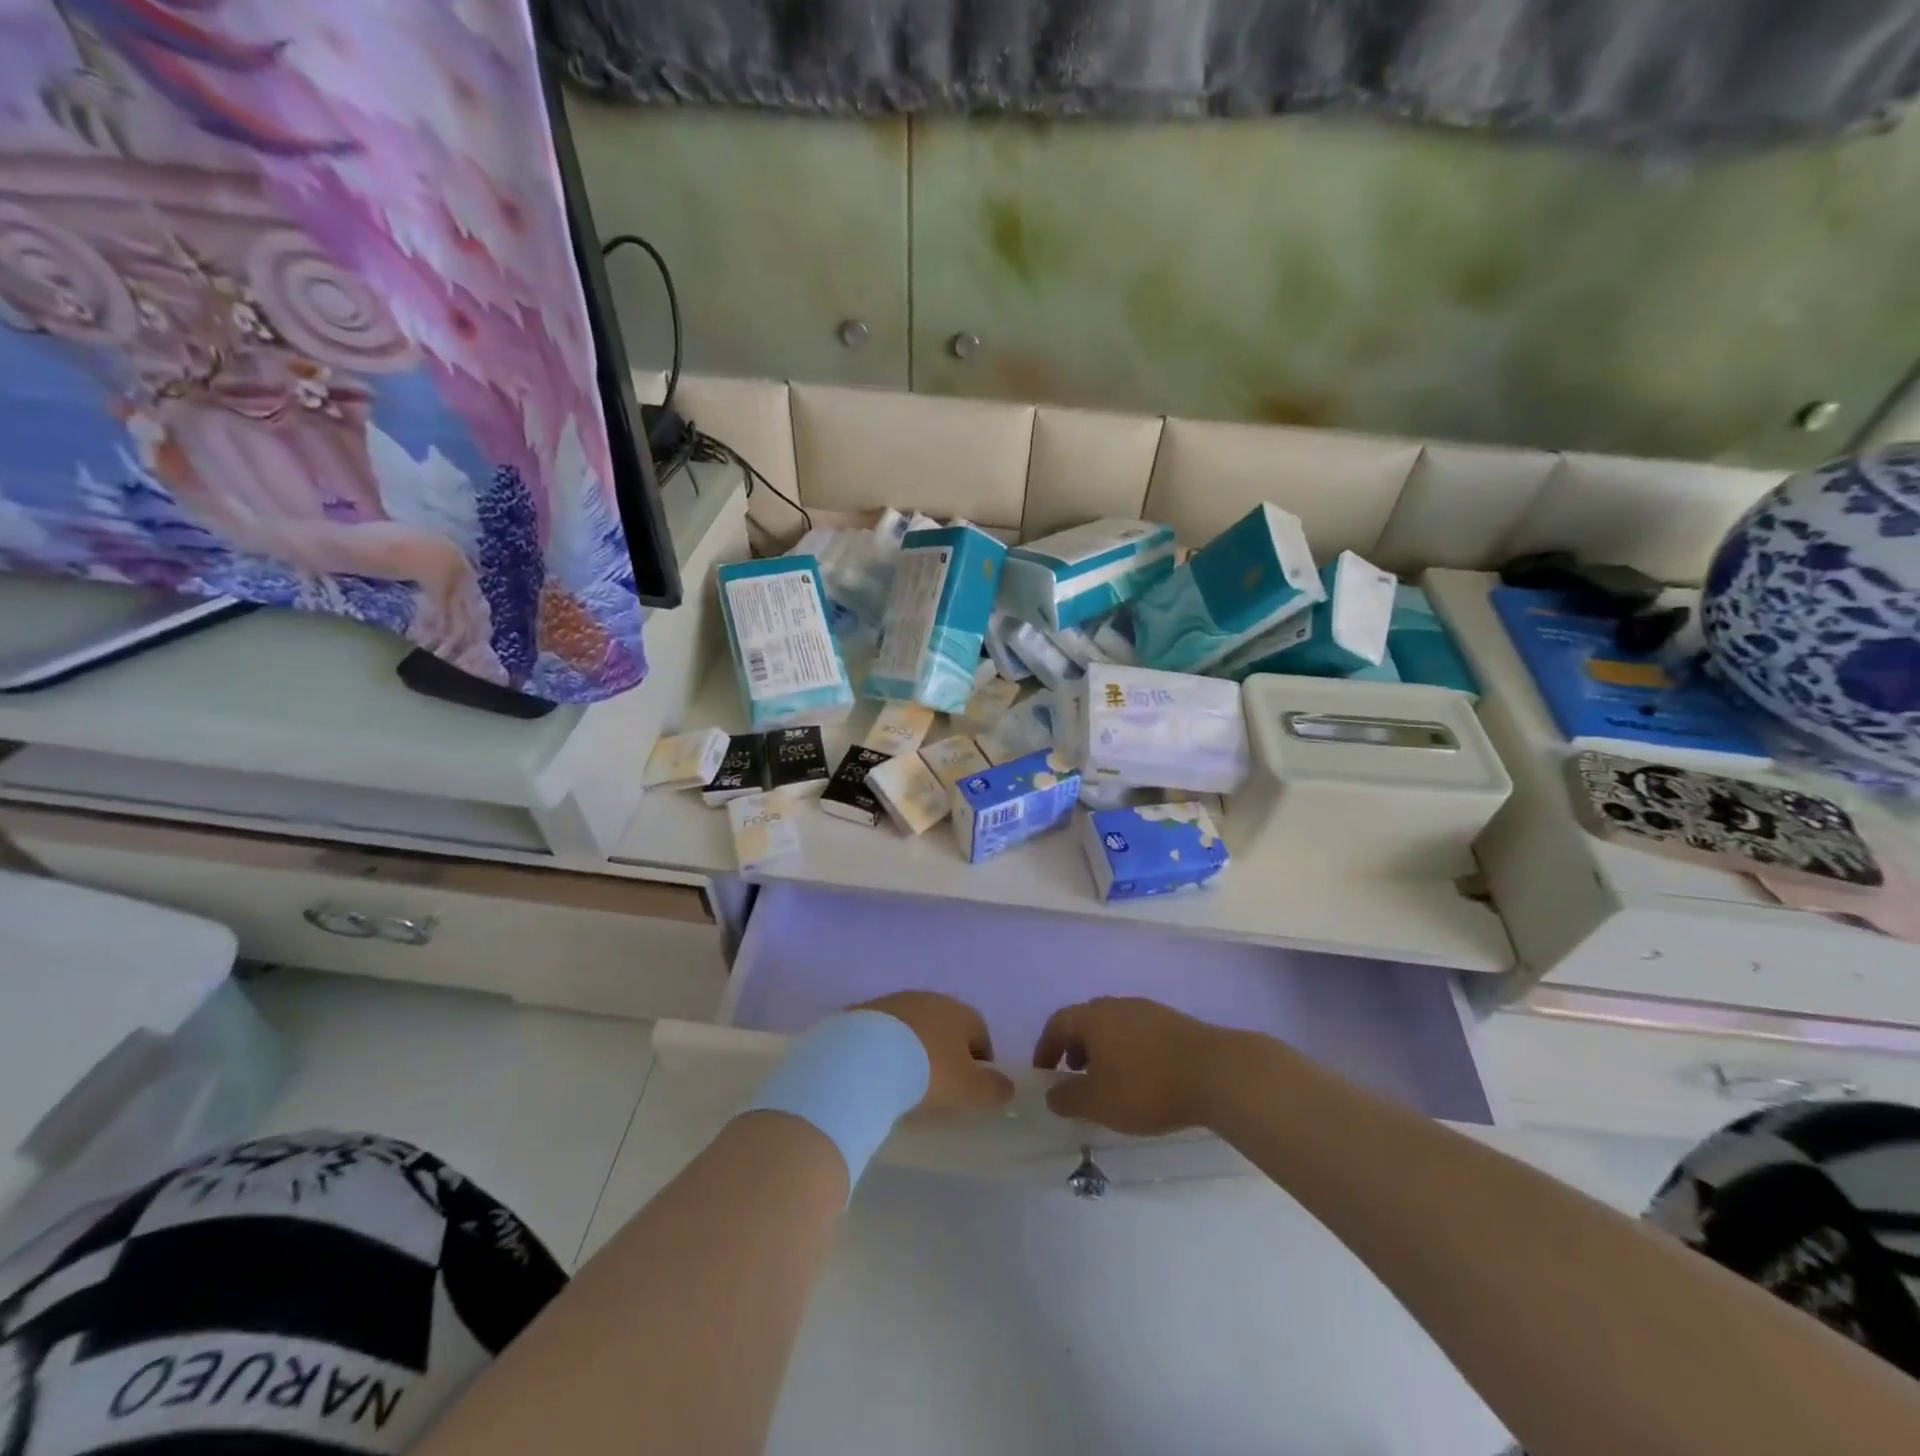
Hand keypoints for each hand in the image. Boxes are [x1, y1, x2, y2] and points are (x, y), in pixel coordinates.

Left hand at [855, 993, 1014, 1115]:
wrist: (866, 1057)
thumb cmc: (928, 1072)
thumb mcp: (969, 1089)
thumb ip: (994, 1089)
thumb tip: (1007, 1087)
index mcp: (960, 1012)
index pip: (980, 1032)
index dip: (980, 1060)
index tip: (971, 1088)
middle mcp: (930, 998)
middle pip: (945, 1026)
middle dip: (945, 1051)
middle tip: (938, 1085)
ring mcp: (895, 1001)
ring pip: (913, 1026)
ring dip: (914, 1047)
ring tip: (905, 1079)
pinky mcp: (864, 1011)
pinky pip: (884, 1032)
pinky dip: (885, 1048)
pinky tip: (878, 1071)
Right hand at [1033, 998, 1229, 1134]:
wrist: (1216, 1072)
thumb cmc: (1146, 1086)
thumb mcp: (1098, 1102)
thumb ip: (1068, 1098)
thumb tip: (1052, 1093)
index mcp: (1092, 1017)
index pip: (1058, 1023)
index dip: (1046, 1047)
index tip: (1044, 1072)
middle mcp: (1117, 1005)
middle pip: (1086, 1020)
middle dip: (1075, 1046)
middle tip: (1075, 1074)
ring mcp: (1148, 1010)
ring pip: (1114, 1025)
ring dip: (1104, 1049)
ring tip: (1110, 1080)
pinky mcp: (1174, 1021)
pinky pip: (1139, 1032)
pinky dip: (1130, 1051)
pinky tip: (1144, 1077)